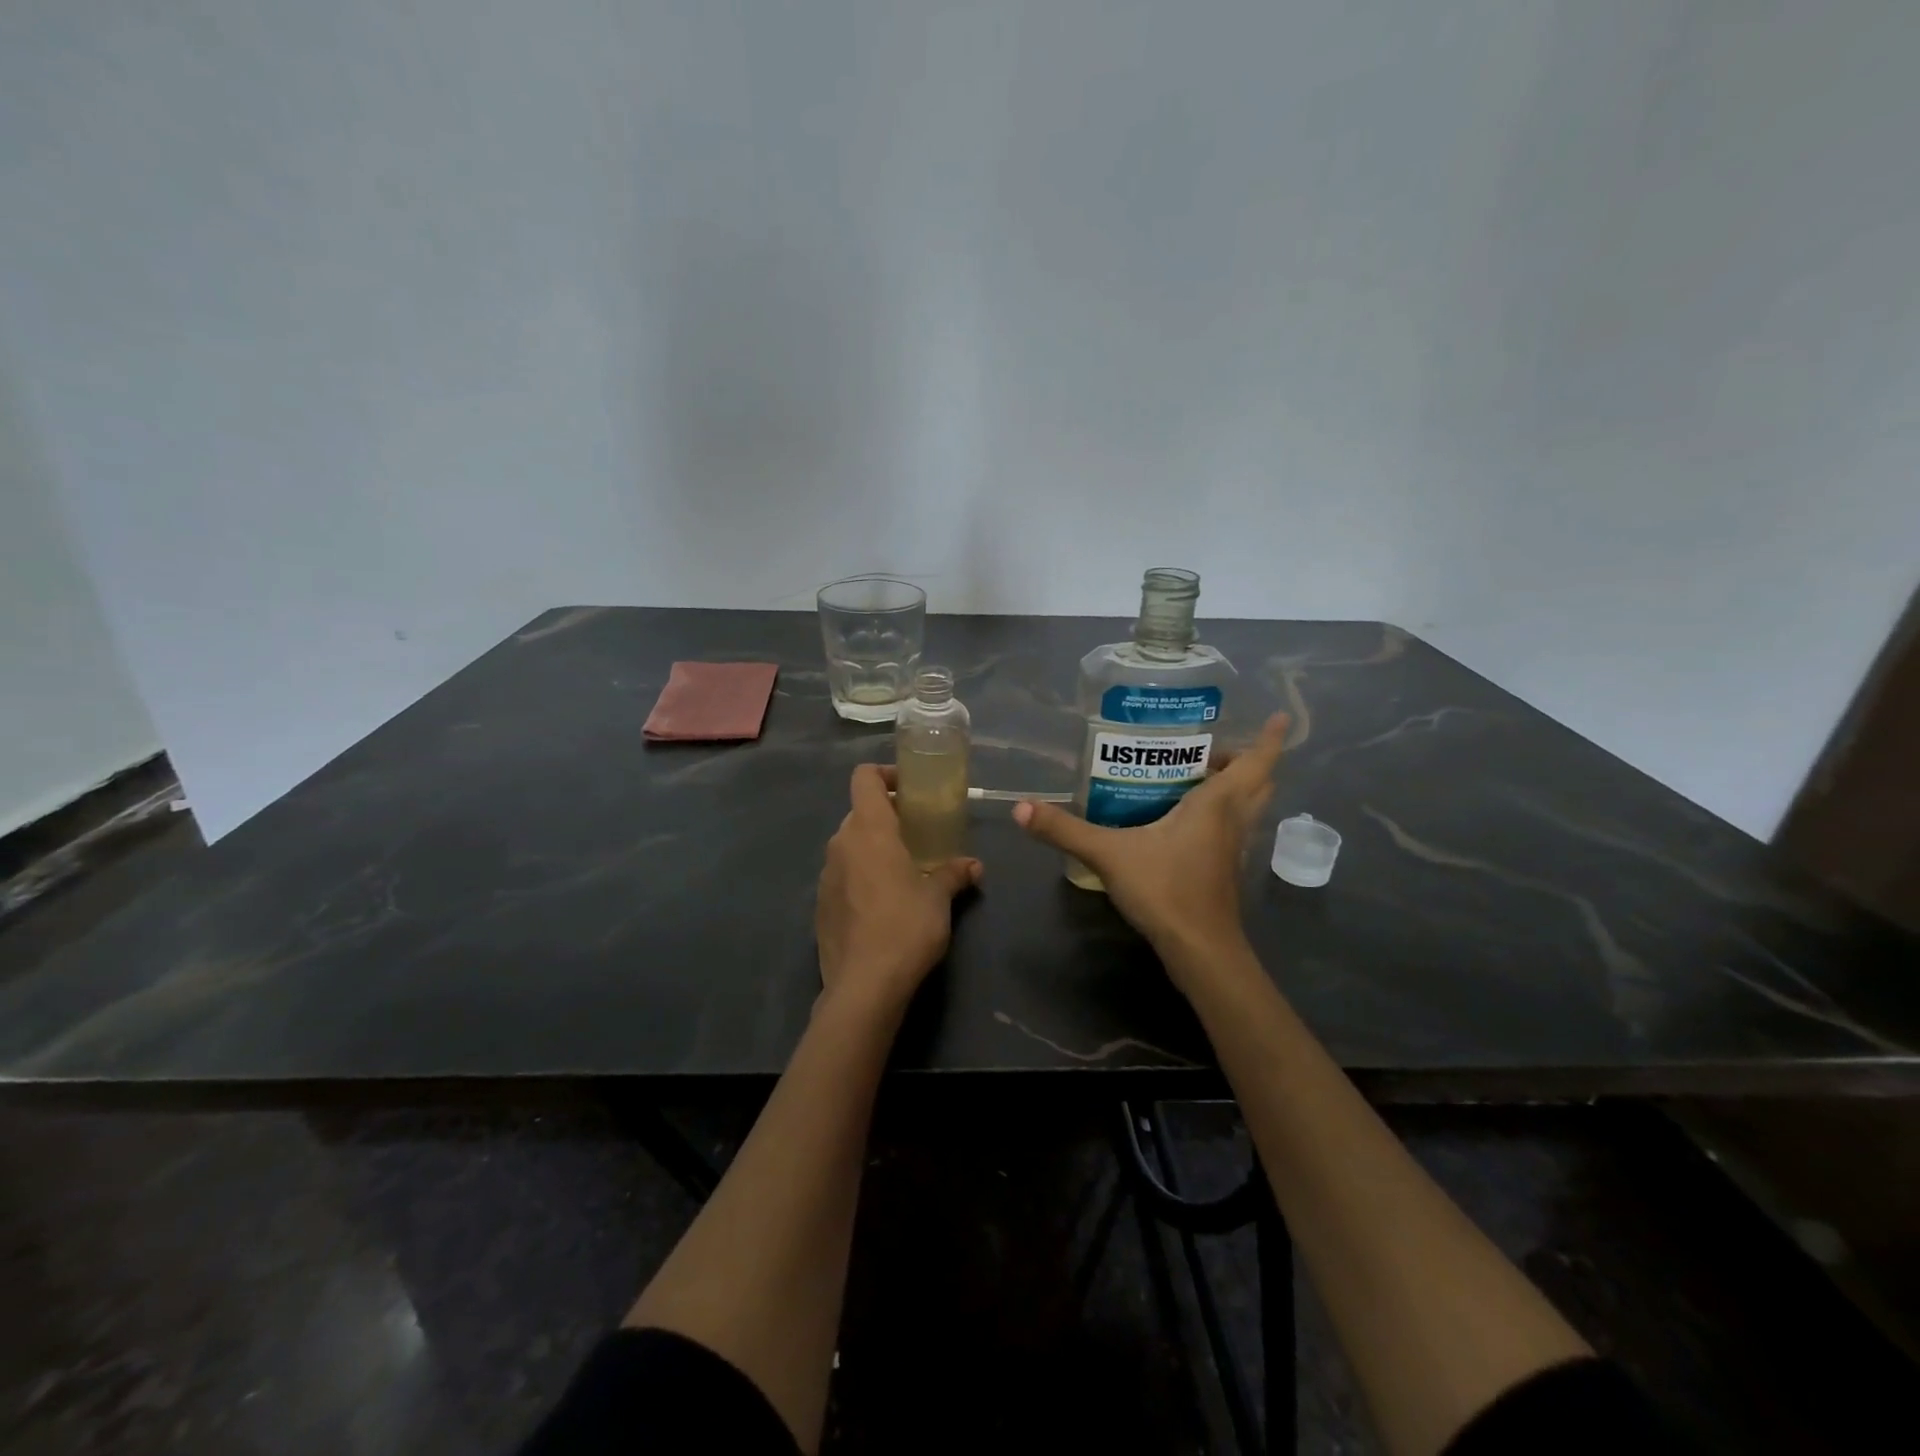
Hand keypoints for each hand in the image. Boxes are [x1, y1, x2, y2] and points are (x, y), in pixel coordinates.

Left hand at [815, 763, 982, 1018]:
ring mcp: (826, 875)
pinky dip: (860, 875)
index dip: (885, 774)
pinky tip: (883, 903)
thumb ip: (954, 873)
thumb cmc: (906, 927)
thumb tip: (974, 866)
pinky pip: (842, 875)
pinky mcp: (820, 905)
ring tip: (903, 869)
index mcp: (869, 830)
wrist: (864, 986)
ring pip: (849, 845)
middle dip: (886, 816)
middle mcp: (841, 844)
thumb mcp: (939, 898)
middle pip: (859, 812)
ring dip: (873, 847)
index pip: (864, 778)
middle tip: (916, 833)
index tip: (910, 789)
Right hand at [1014, 713, 1288, 985]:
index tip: (1279, 717)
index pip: (1256, 763)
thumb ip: (1065, 829)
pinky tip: (1185, 821)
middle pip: (1257, 783)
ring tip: (1197, 775)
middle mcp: (1233, 821)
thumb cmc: (1166, 890)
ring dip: (1235, 788)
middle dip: (1245, 760)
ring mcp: (1232, 849)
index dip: (1269, 739)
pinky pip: (1232, 830)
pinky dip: (1222, 815)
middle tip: (1213, 748)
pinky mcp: (1224, 870)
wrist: (1199, 950)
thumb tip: (1021, 807)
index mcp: (1217, 805)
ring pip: (1248, 808)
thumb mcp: (1109, 854)